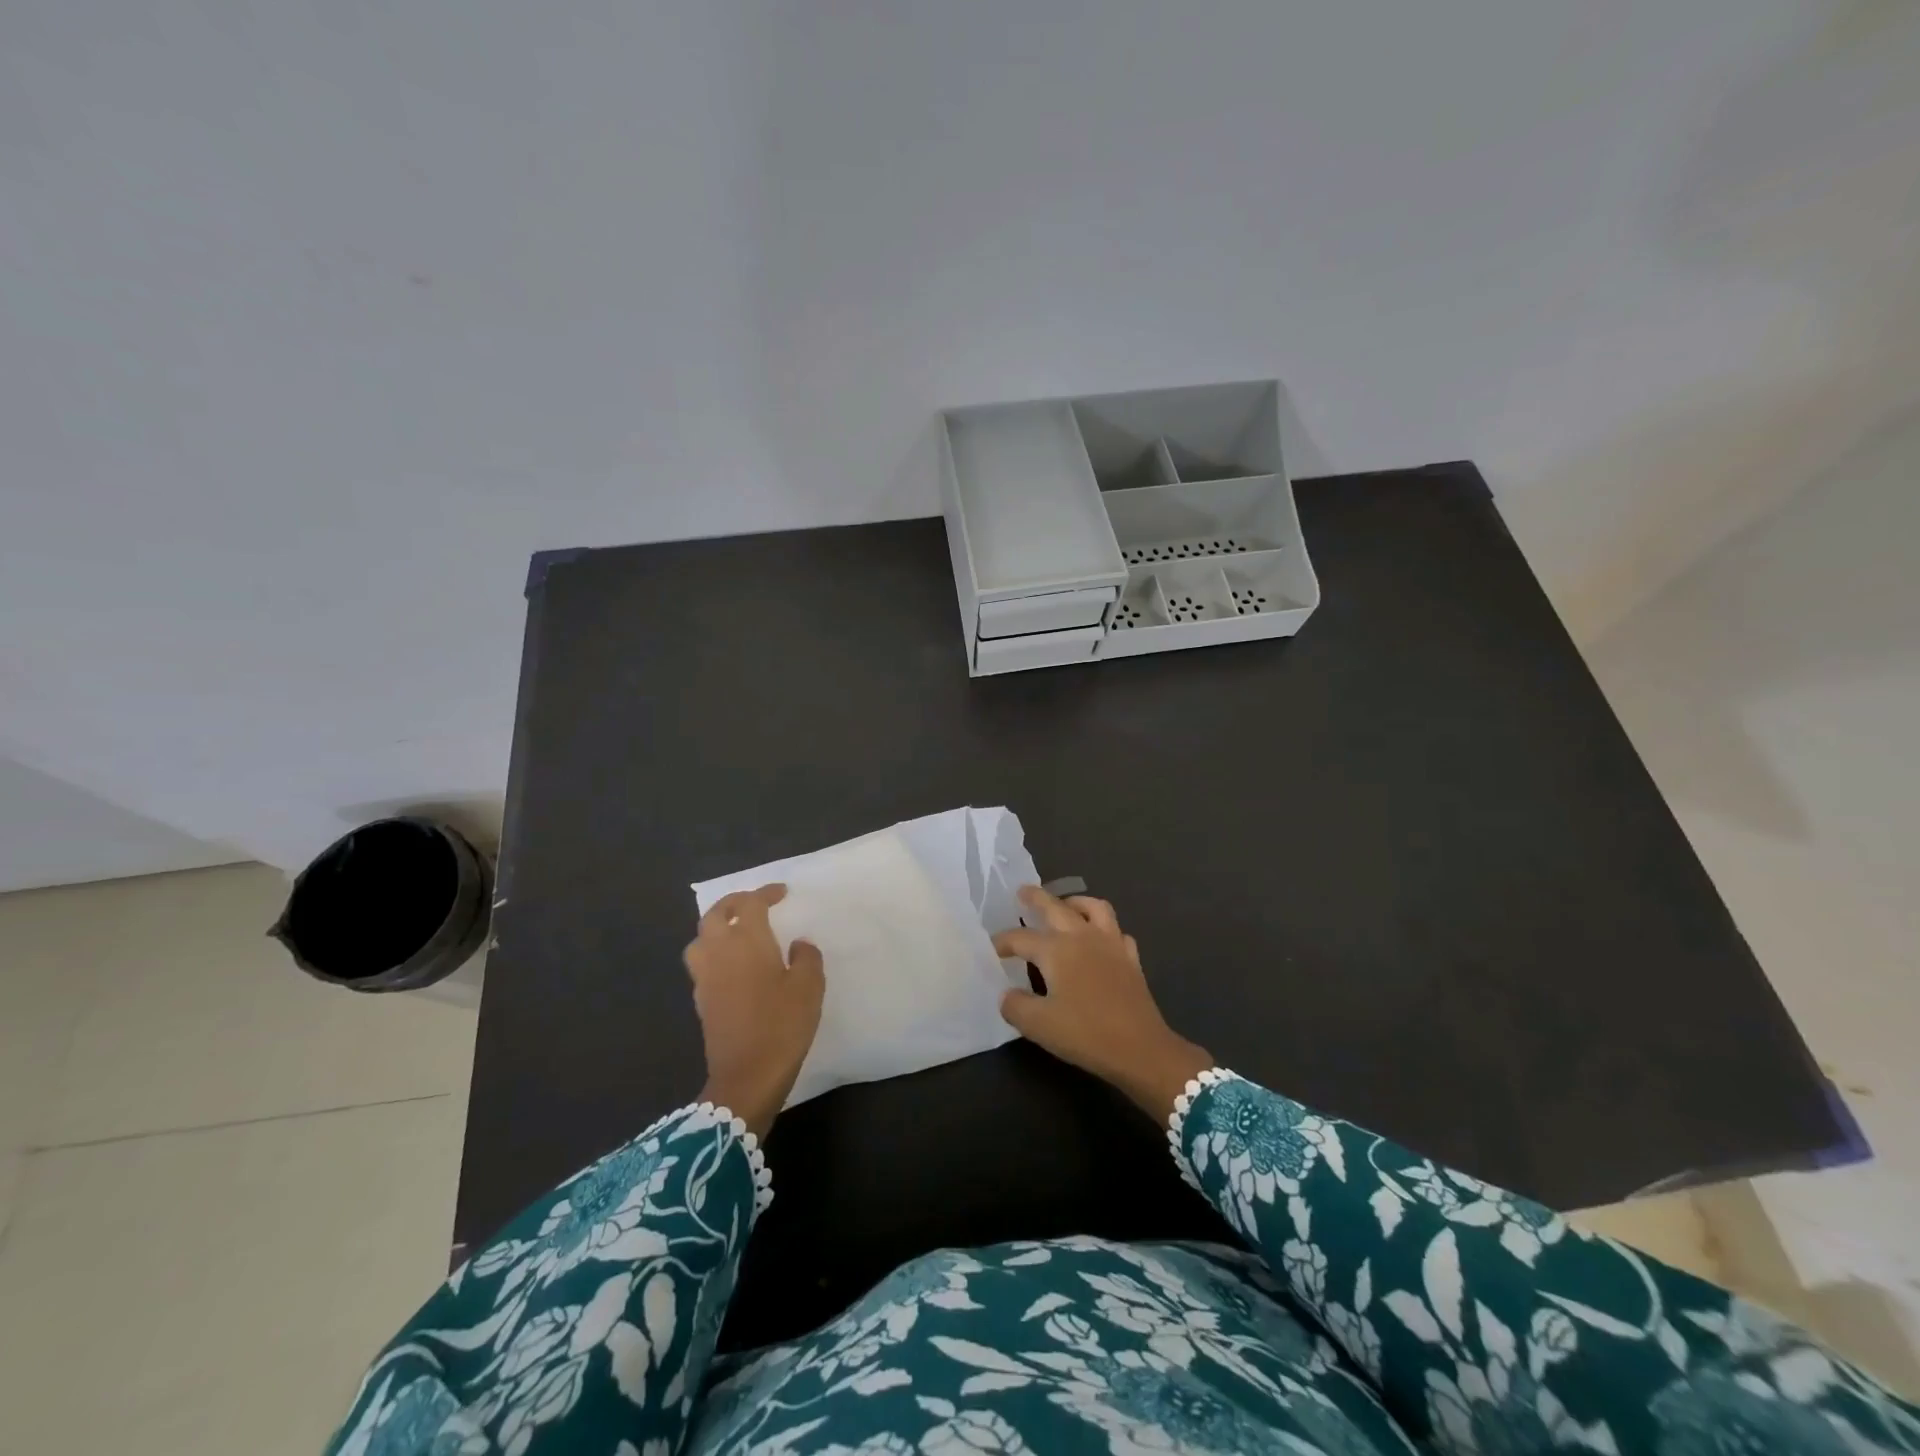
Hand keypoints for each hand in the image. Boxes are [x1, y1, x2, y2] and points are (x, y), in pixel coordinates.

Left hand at [684, 884, 824, 1138]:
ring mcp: (705, 977)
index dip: (765, 893)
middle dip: (734, 904)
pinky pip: (702, 963)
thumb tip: (798, 945)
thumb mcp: (809, 987)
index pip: (750, 904)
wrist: (747, 1077)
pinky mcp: (701, 1000)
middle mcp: (719, 952)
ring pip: (700, 938)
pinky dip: (714, 953)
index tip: (782, 893)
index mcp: (746, 941)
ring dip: (716, 927)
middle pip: (715, 915)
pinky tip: (733, 965)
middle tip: (754, 904)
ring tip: (737, 932)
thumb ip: (806, 958)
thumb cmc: (782, 1025)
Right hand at [994, 886, 1212, 1123]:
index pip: (1020, 938)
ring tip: (1065, 906)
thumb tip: (1006, 994)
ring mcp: (1110, 944)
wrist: (1140, 1048)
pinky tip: (1099, 939)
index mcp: (1056, 950)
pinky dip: (1105, 928)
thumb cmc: (1085, 1033)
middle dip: (1036, 898)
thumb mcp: (1038, 1025)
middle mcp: (1082, 936)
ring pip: (1093, 907)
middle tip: (1023, 891)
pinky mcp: (1130, 959)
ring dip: (1076, 902)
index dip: (1002, 942)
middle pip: (1056, 907)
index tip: (991, 949)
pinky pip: (1117, 931)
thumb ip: (1015, 1005)